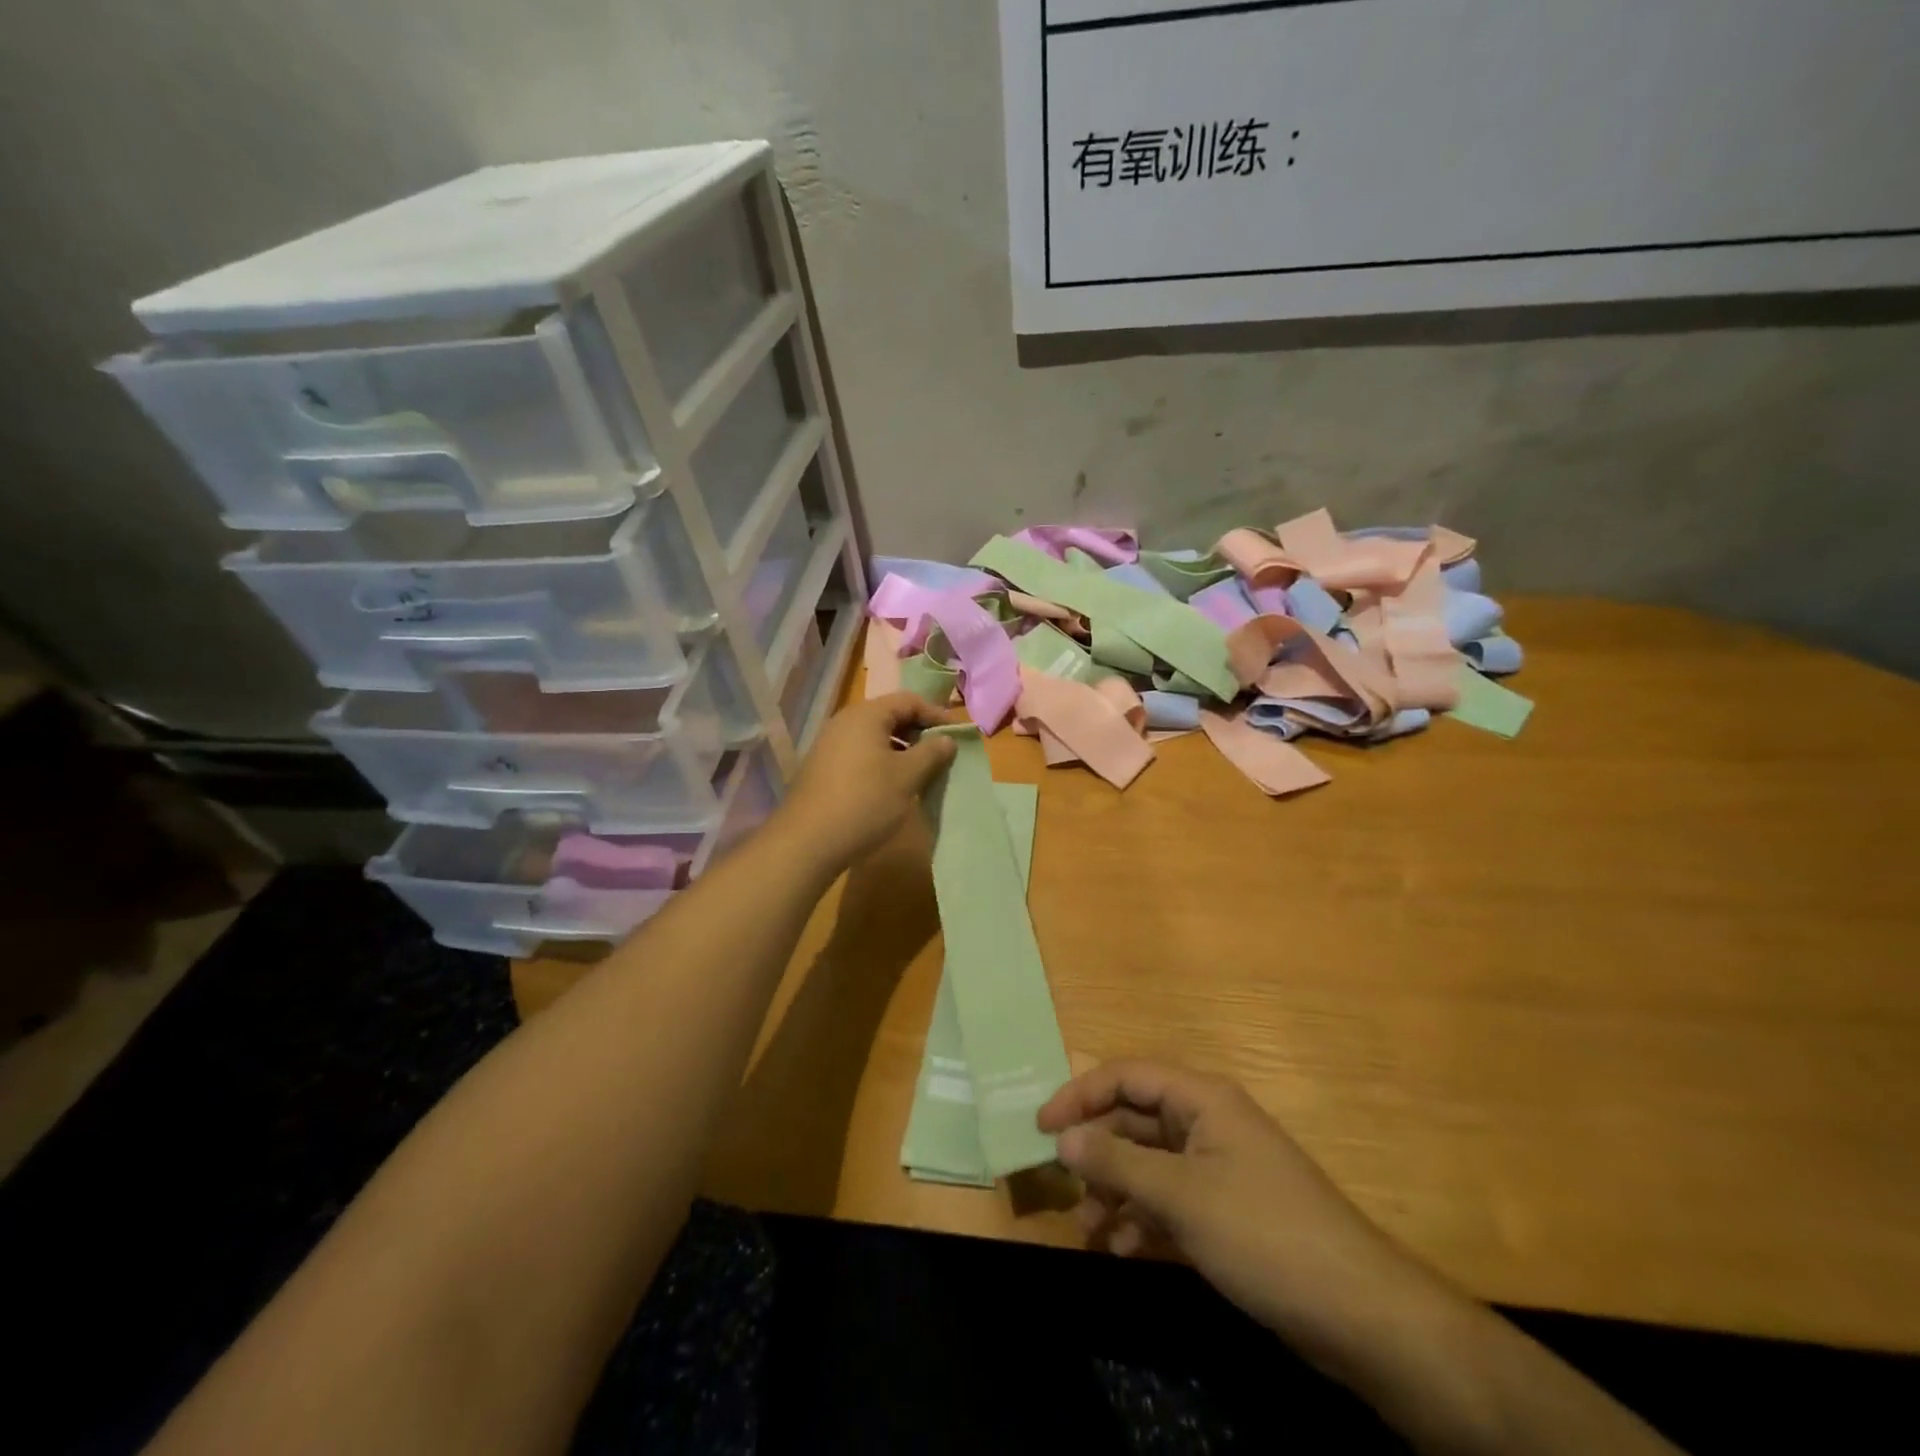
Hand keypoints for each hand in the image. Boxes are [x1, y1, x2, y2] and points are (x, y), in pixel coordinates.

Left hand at [778, 693, 965, 871]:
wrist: (808, 841)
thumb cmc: (865, 801)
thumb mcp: (907, 777)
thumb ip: (931, 753)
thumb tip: (947, 739)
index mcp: (866, 715)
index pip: (909, 700)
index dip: (936, 715)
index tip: (957, 737)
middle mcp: (845, 722)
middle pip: (890, 715)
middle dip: (919, 732)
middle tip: (941, 755)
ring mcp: (830, 745)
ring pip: (875, 737)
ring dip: (901, 749)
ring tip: (921, 772)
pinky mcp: (823, 768)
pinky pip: (860, 754)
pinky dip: (882, 762)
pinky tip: (892, 786)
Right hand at [1041, 1062, 1683, 1455]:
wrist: (1360, 1313)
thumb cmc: (1264, 1233)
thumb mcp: (1181, 1197)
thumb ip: (1117, 1165)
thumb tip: (1062, 1140)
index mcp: (1202, 1099)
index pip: (1127, 1076)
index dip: (1080, 1094)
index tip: (1041, 1127)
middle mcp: (1208, 1123)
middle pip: (1135, 1121)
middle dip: (1097, 1153)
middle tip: (1063, 1188)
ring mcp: (1220, 1168)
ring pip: (1150, 1165)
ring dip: (1116, 1191)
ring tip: (1090, 1229)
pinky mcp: (1229, 1210)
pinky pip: (1171, 1200)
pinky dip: (1142, 1219)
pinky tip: (1122, 1249)